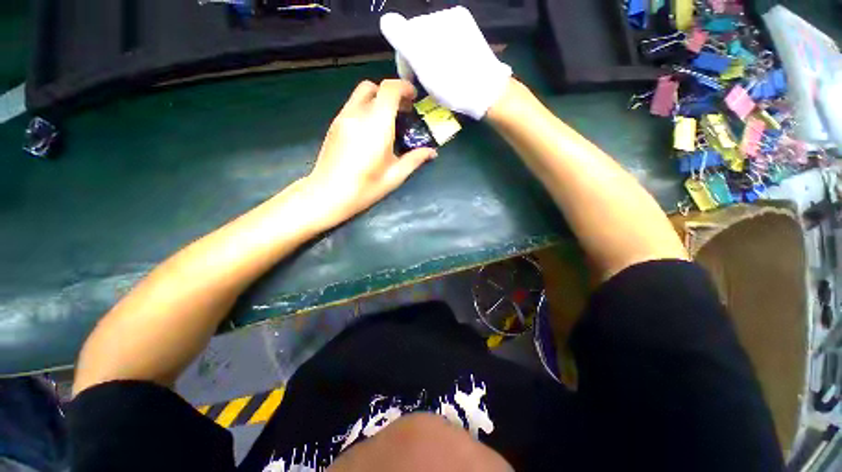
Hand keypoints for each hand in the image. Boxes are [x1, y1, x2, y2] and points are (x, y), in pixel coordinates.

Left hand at [302, 80, 436, 227]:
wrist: (328, 194)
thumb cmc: (365, 187)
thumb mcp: (395, 176)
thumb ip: (415, 159)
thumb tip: (432, 152)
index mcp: (377, 124)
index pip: (390, 89)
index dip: (404, 87)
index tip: (413, 99)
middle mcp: (358, 113)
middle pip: (374, 87)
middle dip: (390, 94)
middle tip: (401, 111)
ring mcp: (342, 117)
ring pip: (360, 95)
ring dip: (376, 101)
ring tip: (386, 122)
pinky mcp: (333, 125)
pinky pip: (352, 106)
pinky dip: (365, 109)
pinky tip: (369, 131)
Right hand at [380, 6, 512, 119]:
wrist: (486, 91)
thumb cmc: (451, 84)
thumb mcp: (421, 63)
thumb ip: (401, 37)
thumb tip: (386, 21)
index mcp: (427, 23)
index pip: (401, 33)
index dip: (403, 59)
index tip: (410, 80)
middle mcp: (443, 16)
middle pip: (417, 36)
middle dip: (416, 58)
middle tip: (424, 82)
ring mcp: (458, 23)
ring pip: (432, 40)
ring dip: (429, 58)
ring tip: (438, 78)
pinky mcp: (470, 32)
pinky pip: (447, 41)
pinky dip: (443, 55)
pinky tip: (449, 69)